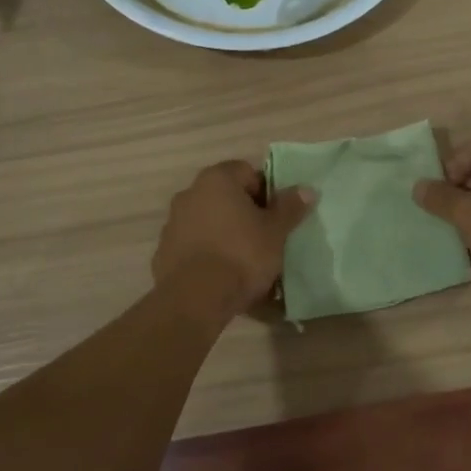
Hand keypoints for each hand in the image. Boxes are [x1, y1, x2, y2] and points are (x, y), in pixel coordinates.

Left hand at [153, 160, 315, 317]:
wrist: (195, 299)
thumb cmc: (241, 255)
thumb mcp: (275, 231)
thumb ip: (290, 207)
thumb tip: (306, 189)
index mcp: (217, 180)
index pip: (247, 172)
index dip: (266, 192)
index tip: (276, 217)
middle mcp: (190, 193)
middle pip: (226, 196)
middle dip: (245, 213)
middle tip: (265, 239)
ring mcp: (173, 223)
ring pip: (209, 221)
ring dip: (226, 233)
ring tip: (245, 262)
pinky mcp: (164, 252)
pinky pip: (194, 245)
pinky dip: (208, 253)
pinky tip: (222, 276)